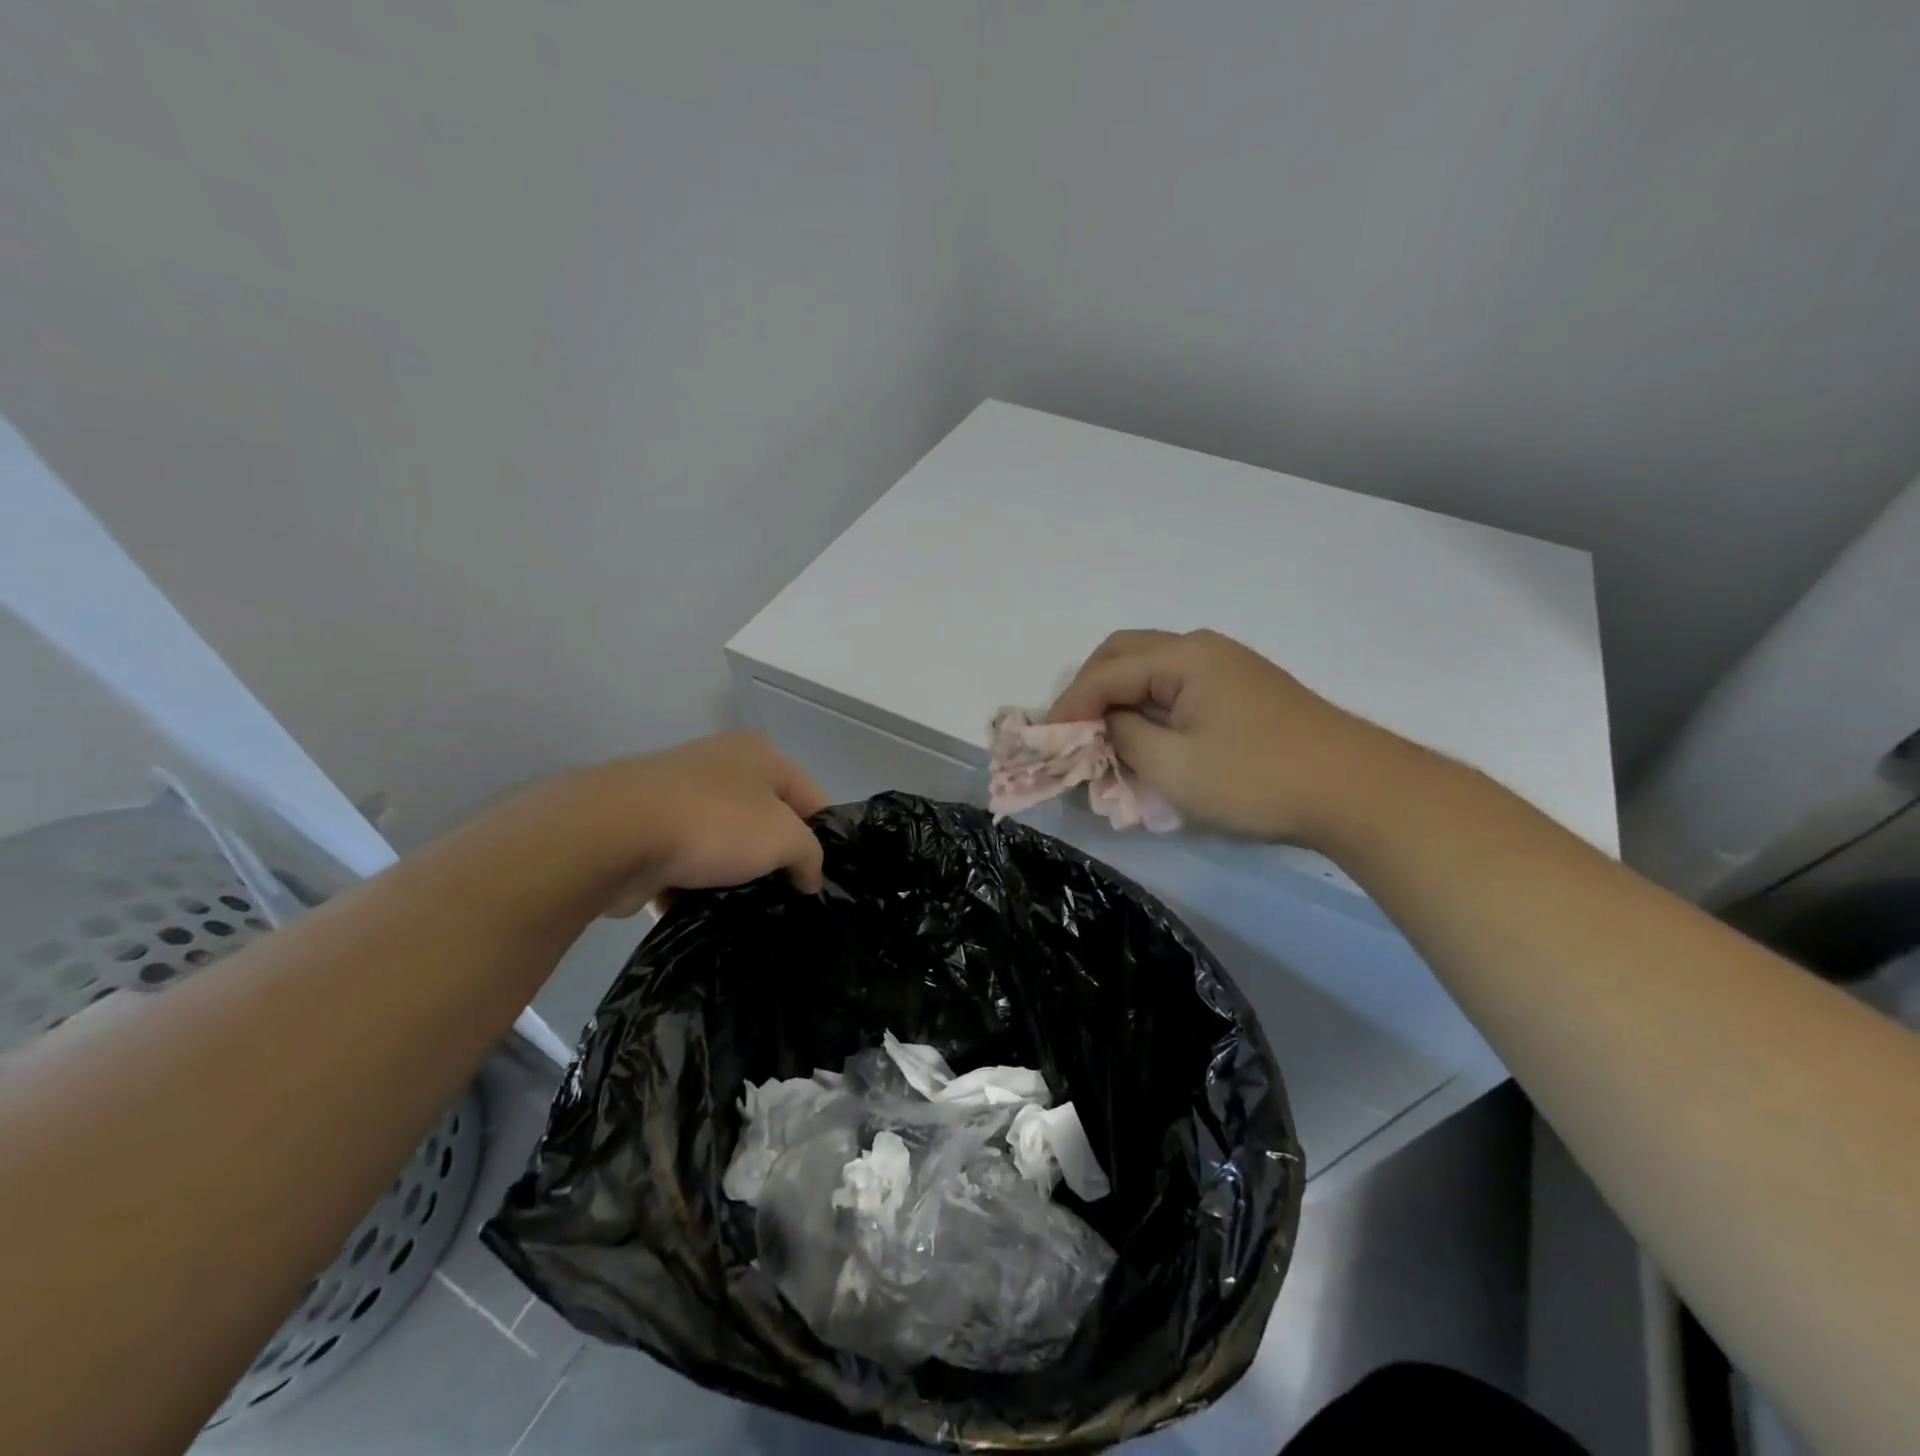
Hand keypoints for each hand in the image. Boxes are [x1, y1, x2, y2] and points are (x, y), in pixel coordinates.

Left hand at [547, 733, 829, 914]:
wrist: (611, 836)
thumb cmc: (713, 822)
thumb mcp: (784, 838)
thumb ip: (810, 855)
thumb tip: (810, 877)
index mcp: (758, 754)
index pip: (810, 795)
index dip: (823, 836)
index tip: (823, 877)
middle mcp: (719, 767)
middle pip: (765, 819)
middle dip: (776, 858)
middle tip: (790, 898)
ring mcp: (677, 798)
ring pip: (723, 845)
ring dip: (734, 877)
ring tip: (750, 912)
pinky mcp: (643, 832)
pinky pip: (684, 865)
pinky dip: (694, 889)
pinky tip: (706, 916)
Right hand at [1047, 629, 1398, 845]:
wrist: (1359, 792)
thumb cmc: (1259, 779)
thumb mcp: (1175, 767)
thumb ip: (1124, 739)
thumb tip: (1104, 725)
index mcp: (1185, 657)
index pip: (1107, 672)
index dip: (1068, 706)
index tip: (1042, 740)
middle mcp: (1203, 648)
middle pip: (1125, 655)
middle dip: (1089, 691)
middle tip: (1070, 732)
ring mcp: (1227, 667)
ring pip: (1151, 669)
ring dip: (1118, 698)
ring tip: (1101, 737)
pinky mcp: (1242, 690)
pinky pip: (1177, 687)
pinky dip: (1148, 706)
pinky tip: (1144, 736)